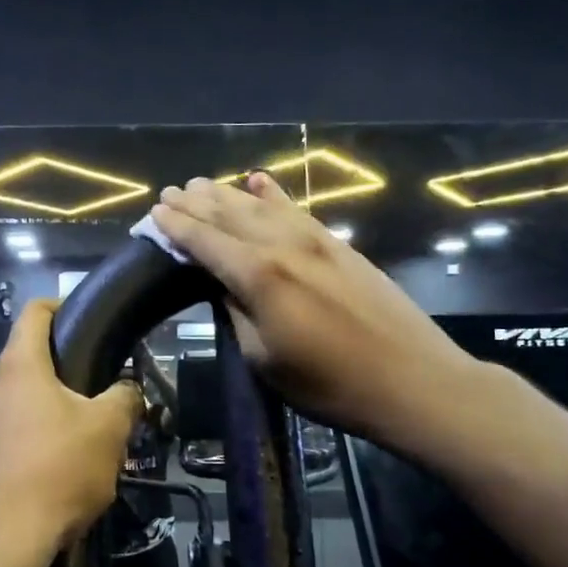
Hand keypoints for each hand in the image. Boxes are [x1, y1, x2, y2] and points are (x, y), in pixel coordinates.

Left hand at [0, 299, 144, 558]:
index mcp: (17, 367)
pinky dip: (27, 443)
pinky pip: (4, 438)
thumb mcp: (108, 430)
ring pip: (14, 403)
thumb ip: (123, 398)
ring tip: (76, 438)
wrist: (3, 544)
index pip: (34, 312)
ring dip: (43, 411)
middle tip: (92, 393)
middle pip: (24, 362)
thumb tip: (126, 390)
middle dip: (58, 372)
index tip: (82, 316)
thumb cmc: (58, 470)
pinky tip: (50, 473)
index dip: (59, 305)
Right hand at [151, 172, 477, 442]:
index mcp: (259, 277)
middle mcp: (283, 246)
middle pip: (230, 216)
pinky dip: (274, 195)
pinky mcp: (339, 244)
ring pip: (261, 206)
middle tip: (171, 192)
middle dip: (196, 203)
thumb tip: (222, 284)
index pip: (206, 242)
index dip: (178, 227)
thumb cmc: (329, 384)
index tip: (155, 213)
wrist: (412, 380)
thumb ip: (237, 313)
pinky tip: (258, 181)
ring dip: (227, 194)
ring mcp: (315, 240)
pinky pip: (297, 210)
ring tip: (201, 184)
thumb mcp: (265, 359)